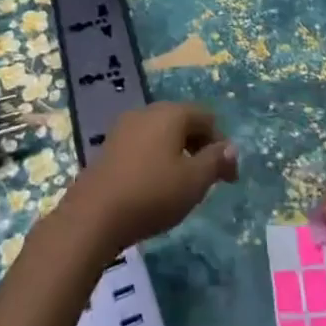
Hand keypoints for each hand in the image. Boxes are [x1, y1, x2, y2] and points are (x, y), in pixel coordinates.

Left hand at [59, 102, 238, 255]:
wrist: (94, 214)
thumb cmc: (152, 193)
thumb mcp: (194, 181)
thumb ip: (215, 161)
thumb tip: (230, 147)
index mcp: (171, 113)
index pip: (206, 117)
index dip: (222, 145)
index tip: (229, 179)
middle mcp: (147, 111)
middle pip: (183, 121)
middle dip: (200, 147)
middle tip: (209, 181)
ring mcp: (125, 127)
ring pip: (162, 133)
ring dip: (178, 153)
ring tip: (183, 186)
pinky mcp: (110, 146)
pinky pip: (144, 144)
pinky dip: (157, 158)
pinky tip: (155, 185)